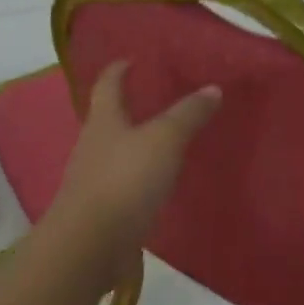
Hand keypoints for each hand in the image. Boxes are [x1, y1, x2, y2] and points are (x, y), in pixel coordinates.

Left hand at [46, 61, 220, 251]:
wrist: (90, 245)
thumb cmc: (125, 180)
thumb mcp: (164, 140)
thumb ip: (188, 114)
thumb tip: (213, 88)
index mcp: (103, 121)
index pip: (108, 85)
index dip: (119, 70)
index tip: (132, 59)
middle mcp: (93, 145)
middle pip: (109, 118)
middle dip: (130, 106)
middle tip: (159, 97)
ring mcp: (95, 179)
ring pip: (117, 150)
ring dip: (137, 142)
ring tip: (167, 138)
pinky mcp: (103, 208)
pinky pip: (124, 181)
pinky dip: (141, 174)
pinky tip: (160, 180)